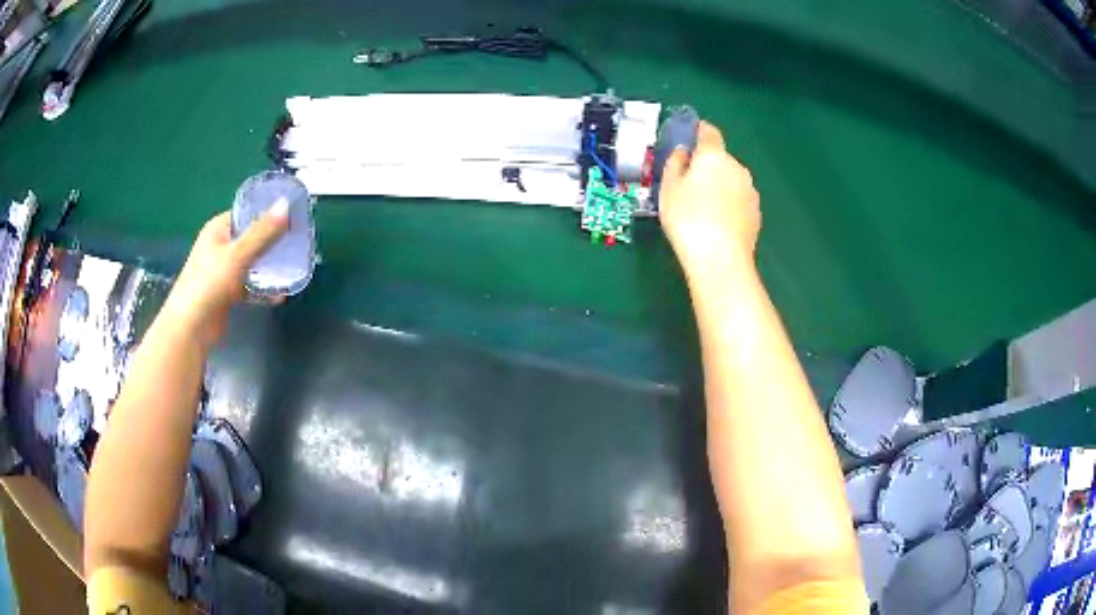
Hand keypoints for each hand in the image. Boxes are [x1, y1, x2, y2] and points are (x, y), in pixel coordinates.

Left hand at [161, 204, 288, 348]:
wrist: (191, 327)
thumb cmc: (209, 283)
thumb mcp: (238, 254)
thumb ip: (263, 232)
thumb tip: (286, 203)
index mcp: (217, 229)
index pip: (246, 213)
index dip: (267, 213)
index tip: (291, 217)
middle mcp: (219, 246)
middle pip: (250, 238)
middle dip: (272, 242)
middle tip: (297, 243)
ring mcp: (222, 271)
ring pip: (251, 263)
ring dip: (268, 267)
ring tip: (292, 268)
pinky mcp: (227, 293)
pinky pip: (249, 286)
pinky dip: (262, 289)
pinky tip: (279, 295)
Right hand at [659, 122, 760, 276]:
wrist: (720, 259)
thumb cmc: (688, 219)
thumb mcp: (668, 188)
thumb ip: (675, 163)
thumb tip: (683, 152)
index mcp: (714, 156)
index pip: (708, 131)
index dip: (697, 132)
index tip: (688, 139)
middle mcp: (737, 167)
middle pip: (720, 158)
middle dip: (707, 165)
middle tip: (688, 183)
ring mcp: (750, 191)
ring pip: (731, 180)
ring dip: (719, 186)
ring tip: (703, 208)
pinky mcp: (756, 213)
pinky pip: (738, 200)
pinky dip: (729, 204)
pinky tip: (717, 223)